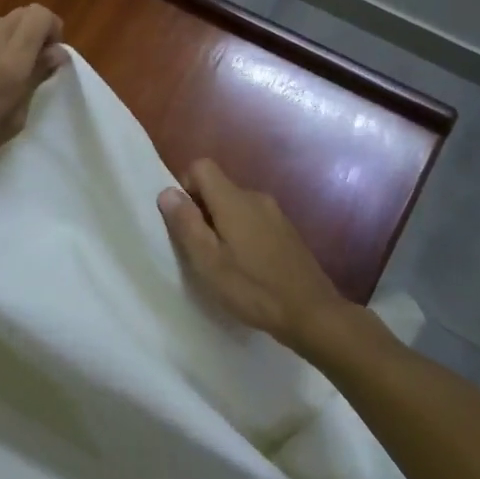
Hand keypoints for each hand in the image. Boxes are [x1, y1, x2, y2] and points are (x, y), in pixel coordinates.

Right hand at [158, 159, 349, 353]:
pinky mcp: (287, 230)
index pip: (202, 166)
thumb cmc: (253, 288)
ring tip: (223, 262)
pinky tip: (248, 267)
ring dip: (222, 224)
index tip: (185, 221)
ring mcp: (275, 213)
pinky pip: (254, 219)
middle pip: (219, 186)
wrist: (312, 312)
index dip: (186, 186)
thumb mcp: (209, 262)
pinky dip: (242, 233)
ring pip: (236, 205)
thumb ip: (186, 224)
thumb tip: (167, 191)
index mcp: (234, 199)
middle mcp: (256, 197)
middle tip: (200, 250)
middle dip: (203, 210)